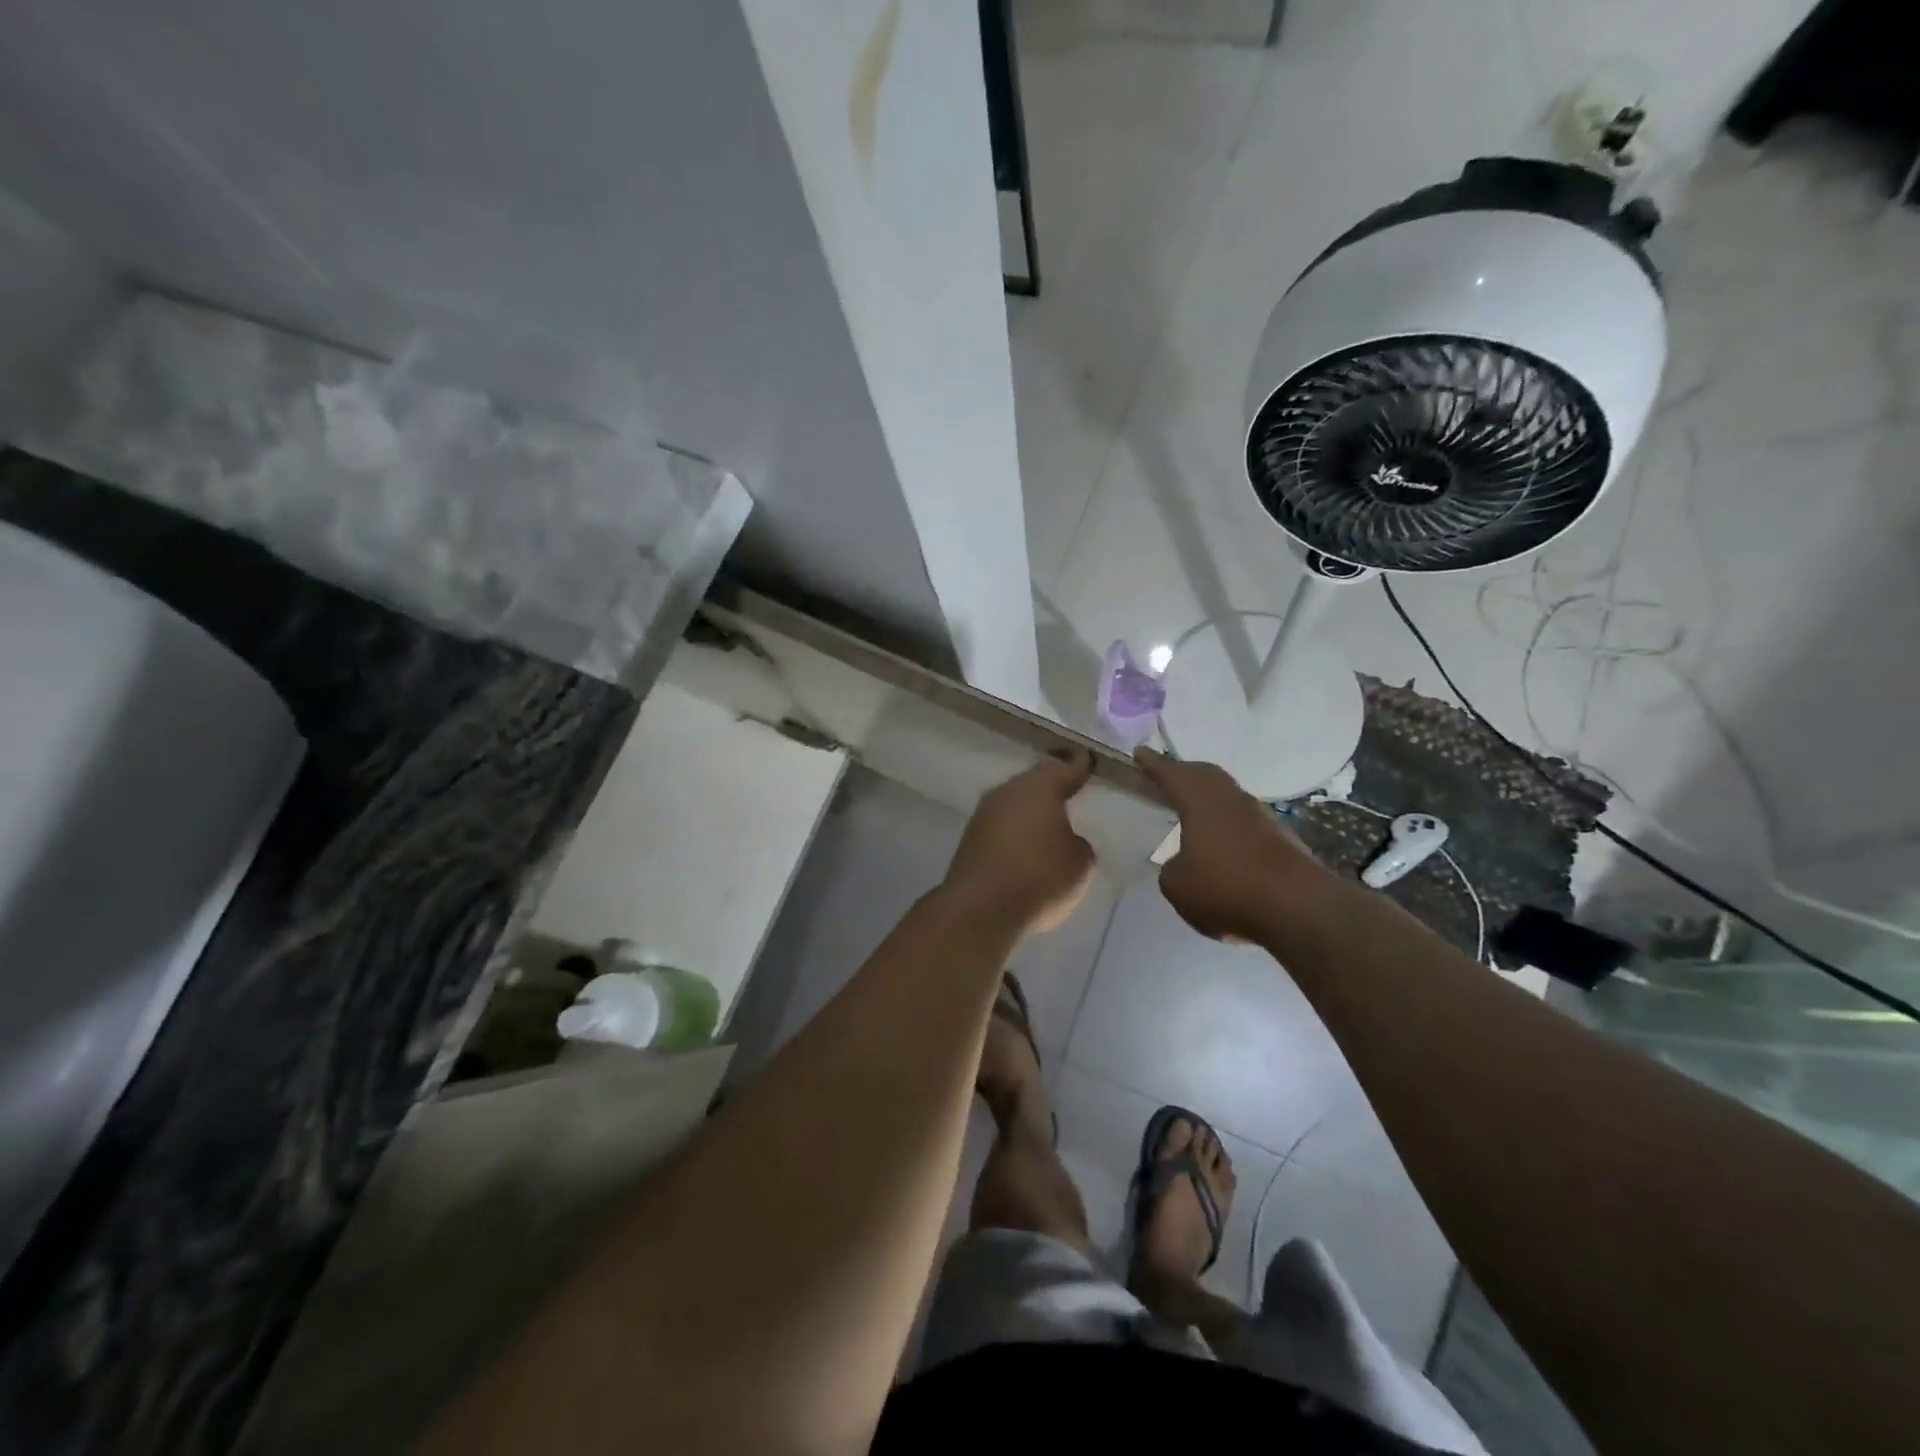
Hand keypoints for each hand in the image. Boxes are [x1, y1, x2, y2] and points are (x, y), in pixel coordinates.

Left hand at [944, 750, 1096, 936]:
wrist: (980, 909)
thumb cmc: (1039, 877)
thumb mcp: (1079, 862)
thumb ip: (1078, 844)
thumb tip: (1065, 840)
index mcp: (1039, 787)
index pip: (1066, 768)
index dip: (1080, 766)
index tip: (1088, 761)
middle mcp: (1008, 791)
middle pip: (1035, 784)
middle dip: (1052, 789)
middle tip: (1071, 792)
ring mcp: (984, 814)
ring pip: (1015, 805)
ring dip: (1031, 813)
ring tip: (1051, 825)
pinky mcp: (970, 840)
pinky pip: (1002, 828)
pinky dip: (1015, 834)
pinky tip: (1026, 849)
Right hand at [1134, 747, 1332, 942]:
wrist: (1297, 906)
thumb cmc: (1226, 887)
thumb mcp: (1177, 886)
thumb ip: (1172, 869)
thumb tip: (1183, 863)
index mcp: (1200, 801)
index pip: (1171, 774)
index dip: (1153, 764)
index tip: (1139, 752)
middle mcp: (1230, 799)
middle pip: (1205, 775)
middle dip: (1184, 772)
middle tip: (1167, 775)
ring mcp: (1259, 816)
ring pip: (1228, 795)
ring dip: (1209, 797)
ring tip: (1193, 806)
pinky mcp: (1280, 838)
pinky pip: (1244, 819)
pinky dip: (1228, 822)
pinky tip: (1222, 839)